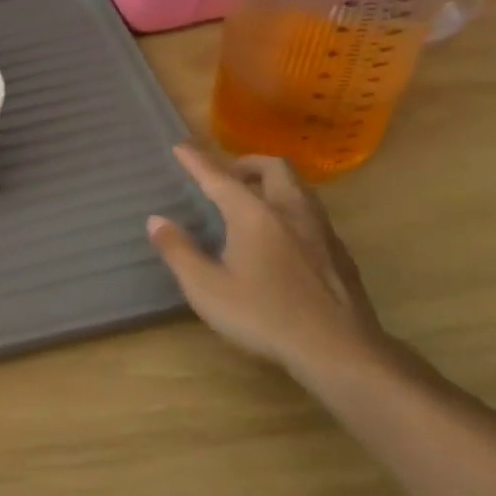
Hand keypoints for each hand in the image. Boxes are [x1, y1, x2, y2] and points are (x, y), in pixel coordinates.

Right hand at [146, 147, 391, 380]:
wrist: (339, 350)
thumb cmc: (264, 316)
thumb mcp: (206, 289)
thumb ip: (178, 251)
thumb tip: (156, 220)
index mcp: (254, 215)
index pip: (220, 178)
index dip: (198, 161)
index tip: (181, 146)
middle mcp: (290, 212)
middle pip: (274, 168)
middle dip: (247, 163)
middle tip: (227, 175)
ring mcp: (320, 231)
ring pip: (298, 188)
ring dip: (273, 183)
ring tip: (253, 200)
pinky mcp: (339, 254)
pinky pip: (311, 213)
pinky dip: (290, 208)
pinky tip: (282, 237)